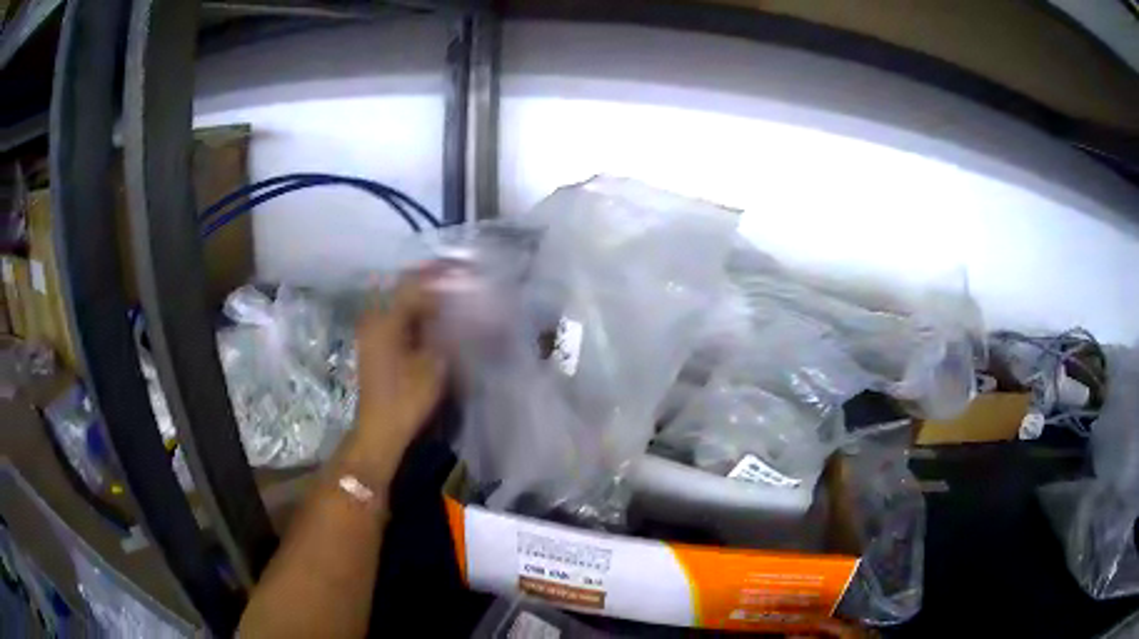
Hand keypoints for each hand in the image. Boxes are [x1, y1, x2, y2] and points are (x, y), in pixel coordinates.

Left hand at [347, 274, 444, 478]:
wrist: (380, 429)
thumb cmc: (406, 397)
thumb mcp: (433, 362)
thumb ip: (445, 329)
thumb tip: (459, 306)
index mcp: (385, 318)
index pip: (414, 282)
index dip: (440, 273)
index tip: (464, 270)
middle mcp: (374, 318)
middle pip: (405, 289)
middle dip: (433, 284)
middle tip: (460, 285)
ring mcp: (372, 331)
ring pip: (401, 303)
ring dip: (424, 300)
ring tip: (452, 301)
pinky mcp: (375, 344)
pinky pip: (397, 318)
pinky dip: (416, 315)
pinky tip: (435, 322)